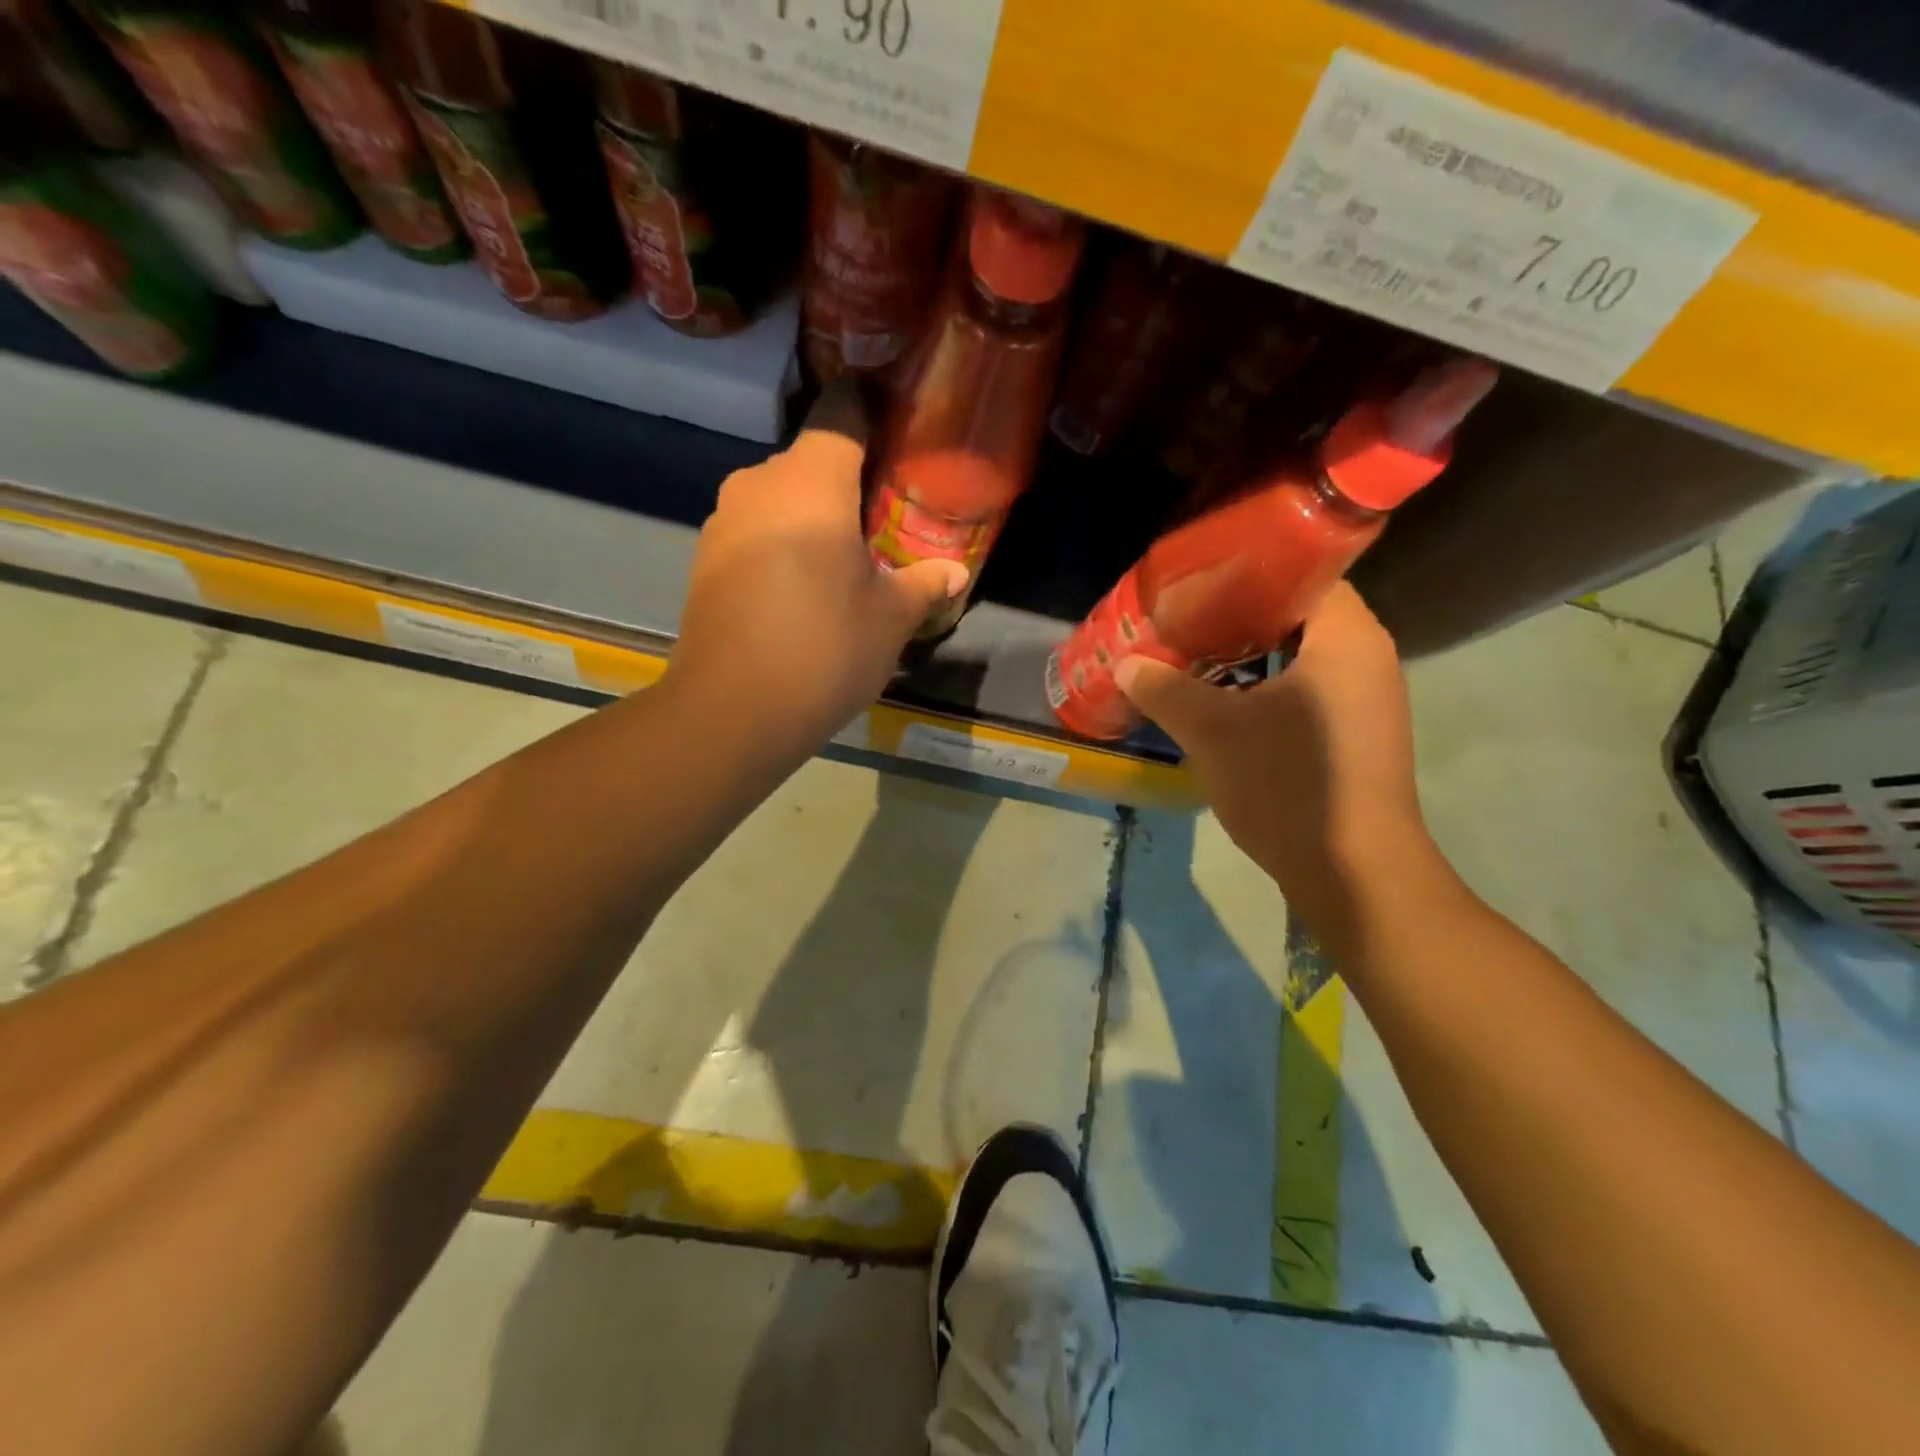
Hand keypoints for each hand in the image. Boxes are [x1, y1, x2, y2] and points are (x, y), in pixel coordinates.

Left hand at [668, 383, 965, 750]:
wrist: (733, 710)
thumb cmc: (826, 649)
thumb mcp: (891, 618)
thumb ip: (924, 583)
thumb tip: (955, 572)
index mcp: (812, 481)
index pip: (843, 410)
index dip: (873, 410)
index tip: (899, 431)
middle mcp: (760, 483)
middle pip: (811, 458)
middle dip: (847, 478)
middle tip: (884, 515)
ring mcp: (724, 520)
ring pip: (779, 496)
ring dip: (812, 514)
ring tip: (845, 557)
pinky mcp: (705, 558)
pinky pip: (755, 530)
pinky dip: (782, 542)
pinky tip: (802, 588)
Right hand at [1116, 582, 1432, 924]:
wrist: (1353, 872)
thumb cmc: (1288, 783)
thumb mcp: (1212, 731)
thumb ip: (1165, 689)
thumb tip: (1126, 664)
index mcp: (1345, 636)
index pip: (1302, 571)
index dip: (1246, 572)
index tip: (1197, 583)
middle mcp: (1367, 656)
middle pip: (1296, 614)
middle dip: (1236, 617)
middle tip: (1182, 621)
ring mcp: (1367, 698)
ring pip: (1299, 657)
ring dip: (1248, 657)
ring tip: (1192, 659)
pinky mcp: (1357, 734)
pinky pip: (1307, 690)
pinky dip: (1266, 688)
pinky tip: (1223, 705)